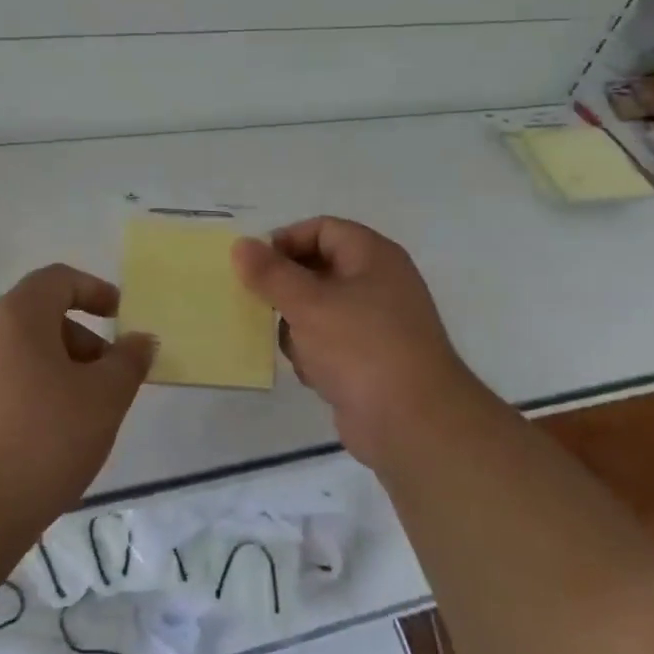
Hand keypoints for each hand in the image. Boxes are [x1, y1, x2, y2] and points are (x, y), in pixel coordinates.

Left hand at [0, 264, 157, 528]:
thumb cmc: (40, 440)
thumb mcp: (104, 399)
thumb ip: (128, 362)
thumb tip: (139, 340)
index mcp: (15, 316)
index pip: (57, 279)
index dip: (94, 290)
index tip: (120, 317)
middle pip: (37, 317)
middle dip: (80, 341)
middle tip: (107, 382)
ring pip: (16, 354)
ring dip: (54, 371)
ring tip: (78, 417)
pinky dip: (26, 395)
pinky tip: (41, 440)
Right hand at [233, 218, 477, 469]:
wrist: (412, 424)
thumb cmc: (361, 347)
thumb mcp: (308, 304)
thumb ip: (270, 273)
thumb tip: (241, 245)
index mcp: (373, 256)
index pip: (323, 229)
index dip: (286, 240)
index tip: (253, 266)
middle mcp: (378, 283)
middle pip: (318, 270)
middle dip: (287, 290)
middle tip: (258, 305)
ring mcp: (376, 324)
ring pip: (319, 310)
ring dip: (298, 328)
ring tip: (296, 347)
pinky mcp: (370, 361)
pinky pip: (330, 344)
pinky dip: (316, 356)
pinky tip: (314, 375)